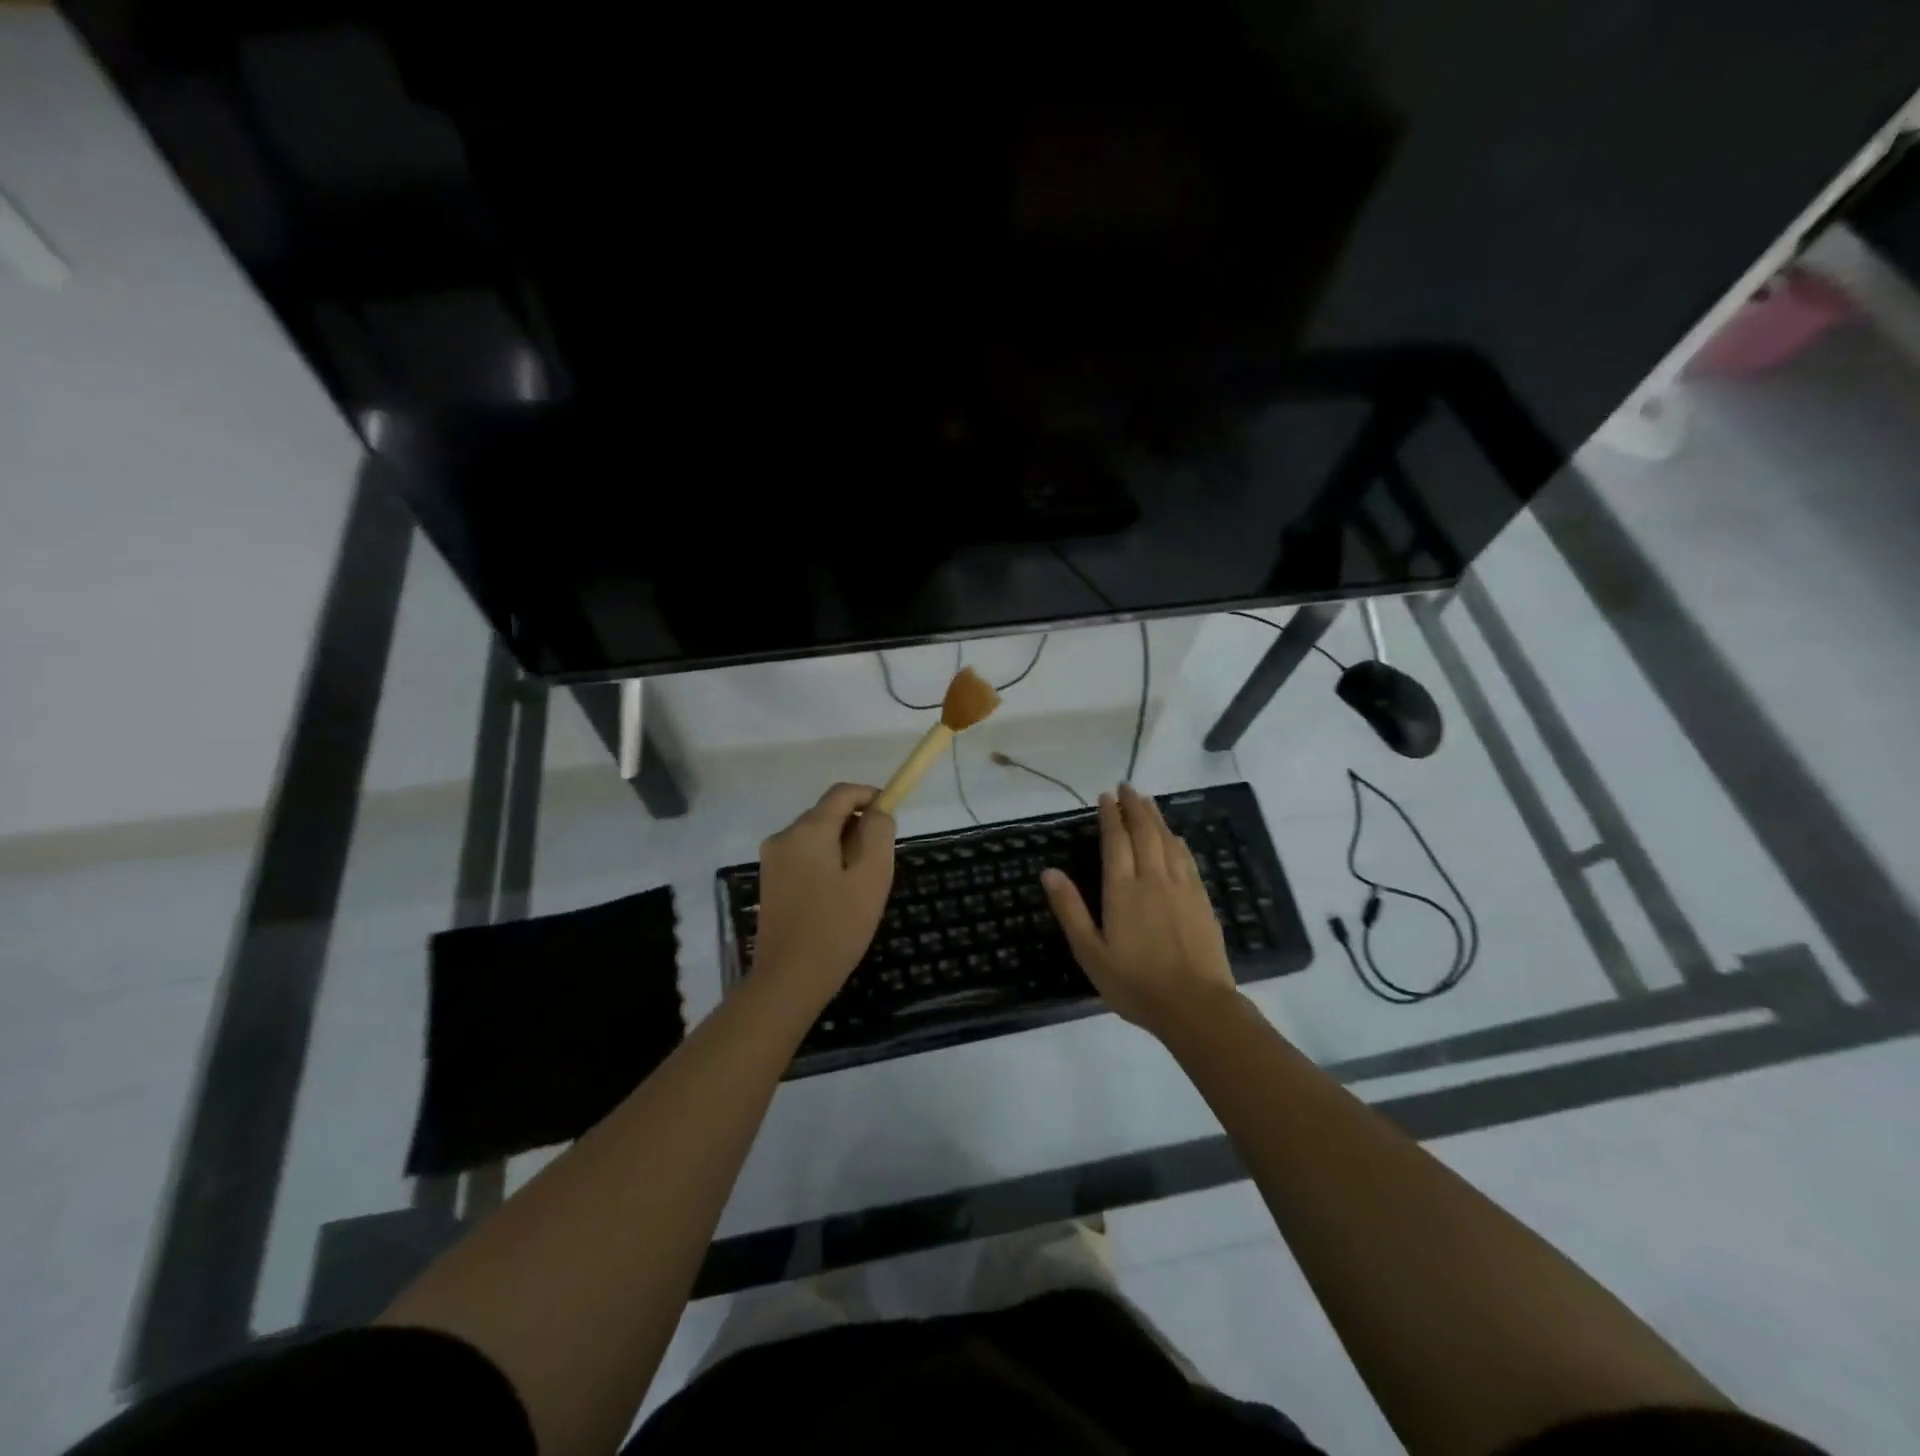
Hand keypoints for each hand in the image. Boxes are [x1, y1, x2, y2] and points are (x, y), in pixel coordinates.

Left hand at [753, 783, 896, 1011]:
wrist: (788, 980)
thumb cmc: (837, 927)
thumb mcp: (872, 877)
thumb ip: (878, 834)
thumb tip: (877, 812)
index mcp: (808, 830)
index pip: (843, 793)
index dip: (871, 796)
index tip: (891, 816)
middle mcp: (784, 836)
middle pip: (828, 813)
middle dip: (857, 827)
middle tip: (878, 864)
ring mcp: (772, 859)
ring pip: (817, 836)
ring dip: (842, 847)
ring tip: (859, 886)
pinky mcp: (770, 880)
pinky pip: (804, 856)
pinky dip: (826, 863)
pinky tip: (836, 897)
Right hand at [1042, 782, 1240, 1036]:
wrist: (1195, 1005)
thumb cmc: (1135, 982)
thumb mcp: (1090, 952)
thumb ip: (1070, 909)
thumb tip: (1049, 872)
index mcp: (1122, 890)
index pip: (1116, 841)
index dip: (1111, 816)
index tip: (1106, 796)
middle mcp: (1153, 879)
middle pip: (1144, 832)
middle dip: (1134, 807)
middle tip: (1126, 787)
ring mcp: (1181, 887)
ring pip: (1168, 841)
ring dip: (1156, 817)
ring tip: (1147, 801)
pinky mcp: (1201, 900)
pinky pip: (1187, 859)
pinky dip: (1177, 841)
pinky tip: (1175, 837)